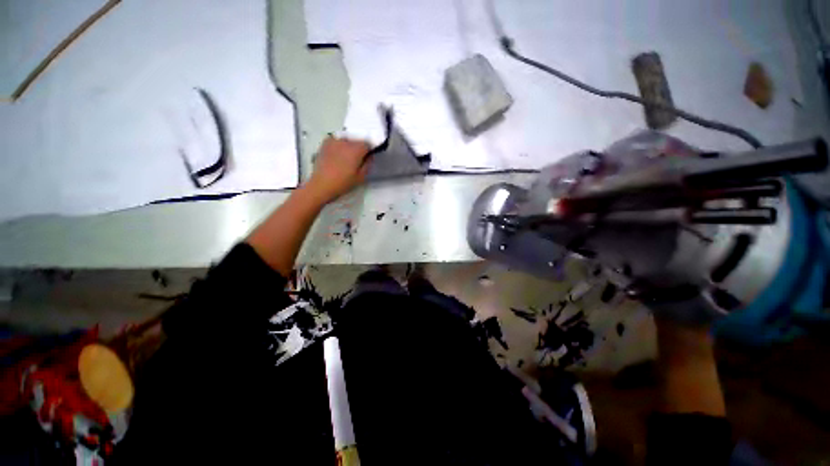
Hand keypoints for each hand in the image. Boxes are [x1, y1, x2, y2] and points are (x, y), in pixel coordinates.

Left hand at [305, 136, 370, 203]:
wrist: (322, 184)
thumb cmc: (343, 182)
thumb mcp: (361, 177)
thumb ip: (368, 164)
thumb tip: (369, 156)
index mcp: (356, 150)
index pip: (367, 144)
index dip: (368, 151)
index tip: (366, 158)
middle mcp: (346, 142)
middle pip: (357, 140)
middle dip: (358, 148)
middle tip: (356, 160)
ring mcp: (334, 141)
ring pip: (346, 140)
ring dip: (348, 146)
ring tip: (345, 157)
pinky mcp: (325, 143)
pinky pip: (336, 140)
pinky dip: (339, 145)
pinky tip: (337, 154)